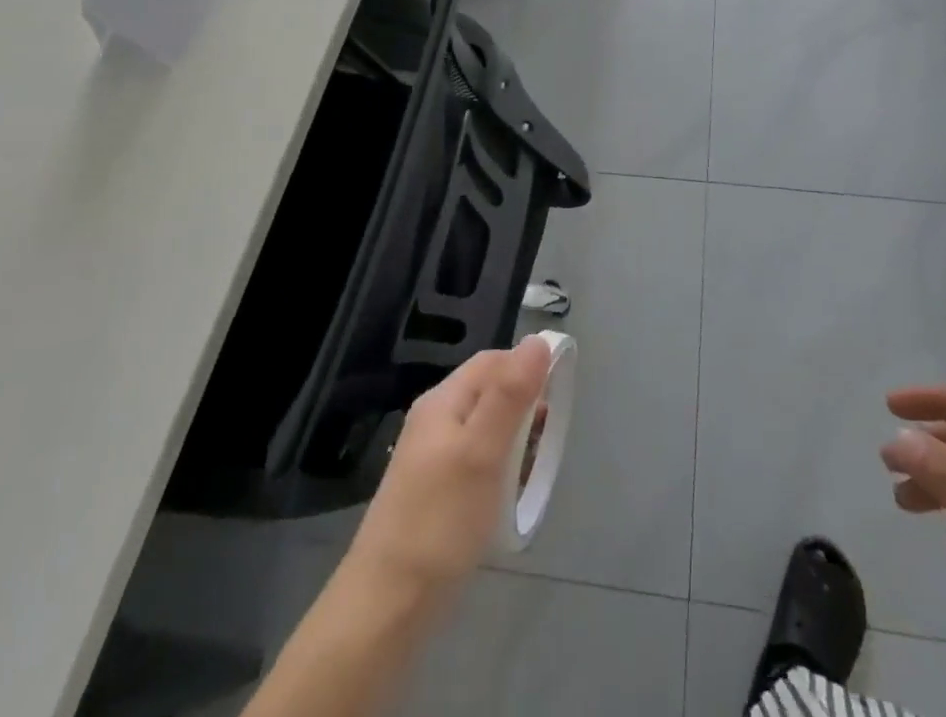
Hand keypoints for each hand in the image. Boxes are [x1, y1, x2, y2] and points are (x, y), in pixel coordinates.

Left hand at [344, 339, 549, 603]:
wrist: (387, 606)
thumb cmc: (441, 520)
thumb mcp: (483, 451)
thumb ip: (510, 394)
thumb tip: (537, 340)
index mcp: (443, 401)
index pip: (491, 362)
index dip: (526, 367)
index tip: (558, 393)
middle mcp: (435, 421)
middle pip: (488, 392)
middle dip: (524, 405)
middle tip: (548, 436)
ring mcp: (431, 458)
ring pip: (485, 428)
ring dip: (514, 438)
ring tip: (533, 467)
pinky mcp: (434, 493)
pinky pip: (476, 461)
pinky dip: (500, 467)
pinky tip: (508, 494)